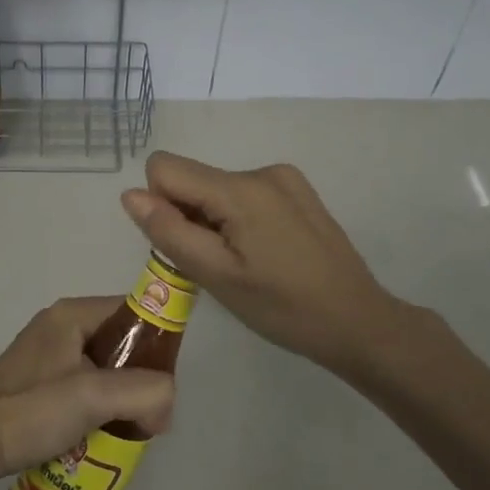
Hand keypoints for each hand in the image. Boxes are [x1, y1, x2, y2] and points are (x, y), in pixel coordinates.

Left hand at [0, 297, 175, 487]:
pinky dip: (101, 409)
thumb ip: (143, 391)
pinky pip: (86, 388)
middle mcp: (61, 327)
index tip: (168, 384)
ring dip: (122, 399)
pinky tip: (102, 438)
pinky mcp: (41, 384)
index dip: (158, 343)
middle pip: (122, 343)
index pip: (133, 311)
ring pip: (106, 370)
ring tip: (129, 431)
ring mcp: (49, 356)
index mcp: (72, 314)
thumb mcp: (93, 396)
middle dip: (141, 379)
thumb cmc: (29, 411)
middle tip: (150, 416)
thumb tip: (166, 403)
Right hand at [121, 151, 416, 378]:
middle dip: (189, 216)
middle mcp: (261, 170)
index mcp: (240, 188)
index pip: (164, 167)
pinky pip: (243, 193)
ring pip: (216, 188)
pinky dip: (237, 219)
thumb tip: (130, 194)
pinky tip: (264, 253)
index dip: (161, 205)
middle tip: (217, 265)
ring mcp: (284, 178)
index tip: (187, 244)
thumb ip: (169, 231)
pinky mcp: (297, 191)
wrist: (359, 322)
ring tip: (244, 263)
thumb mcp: (217, 277)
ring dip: (213, 221)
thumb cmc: (283, 308)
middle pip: (192, 178)